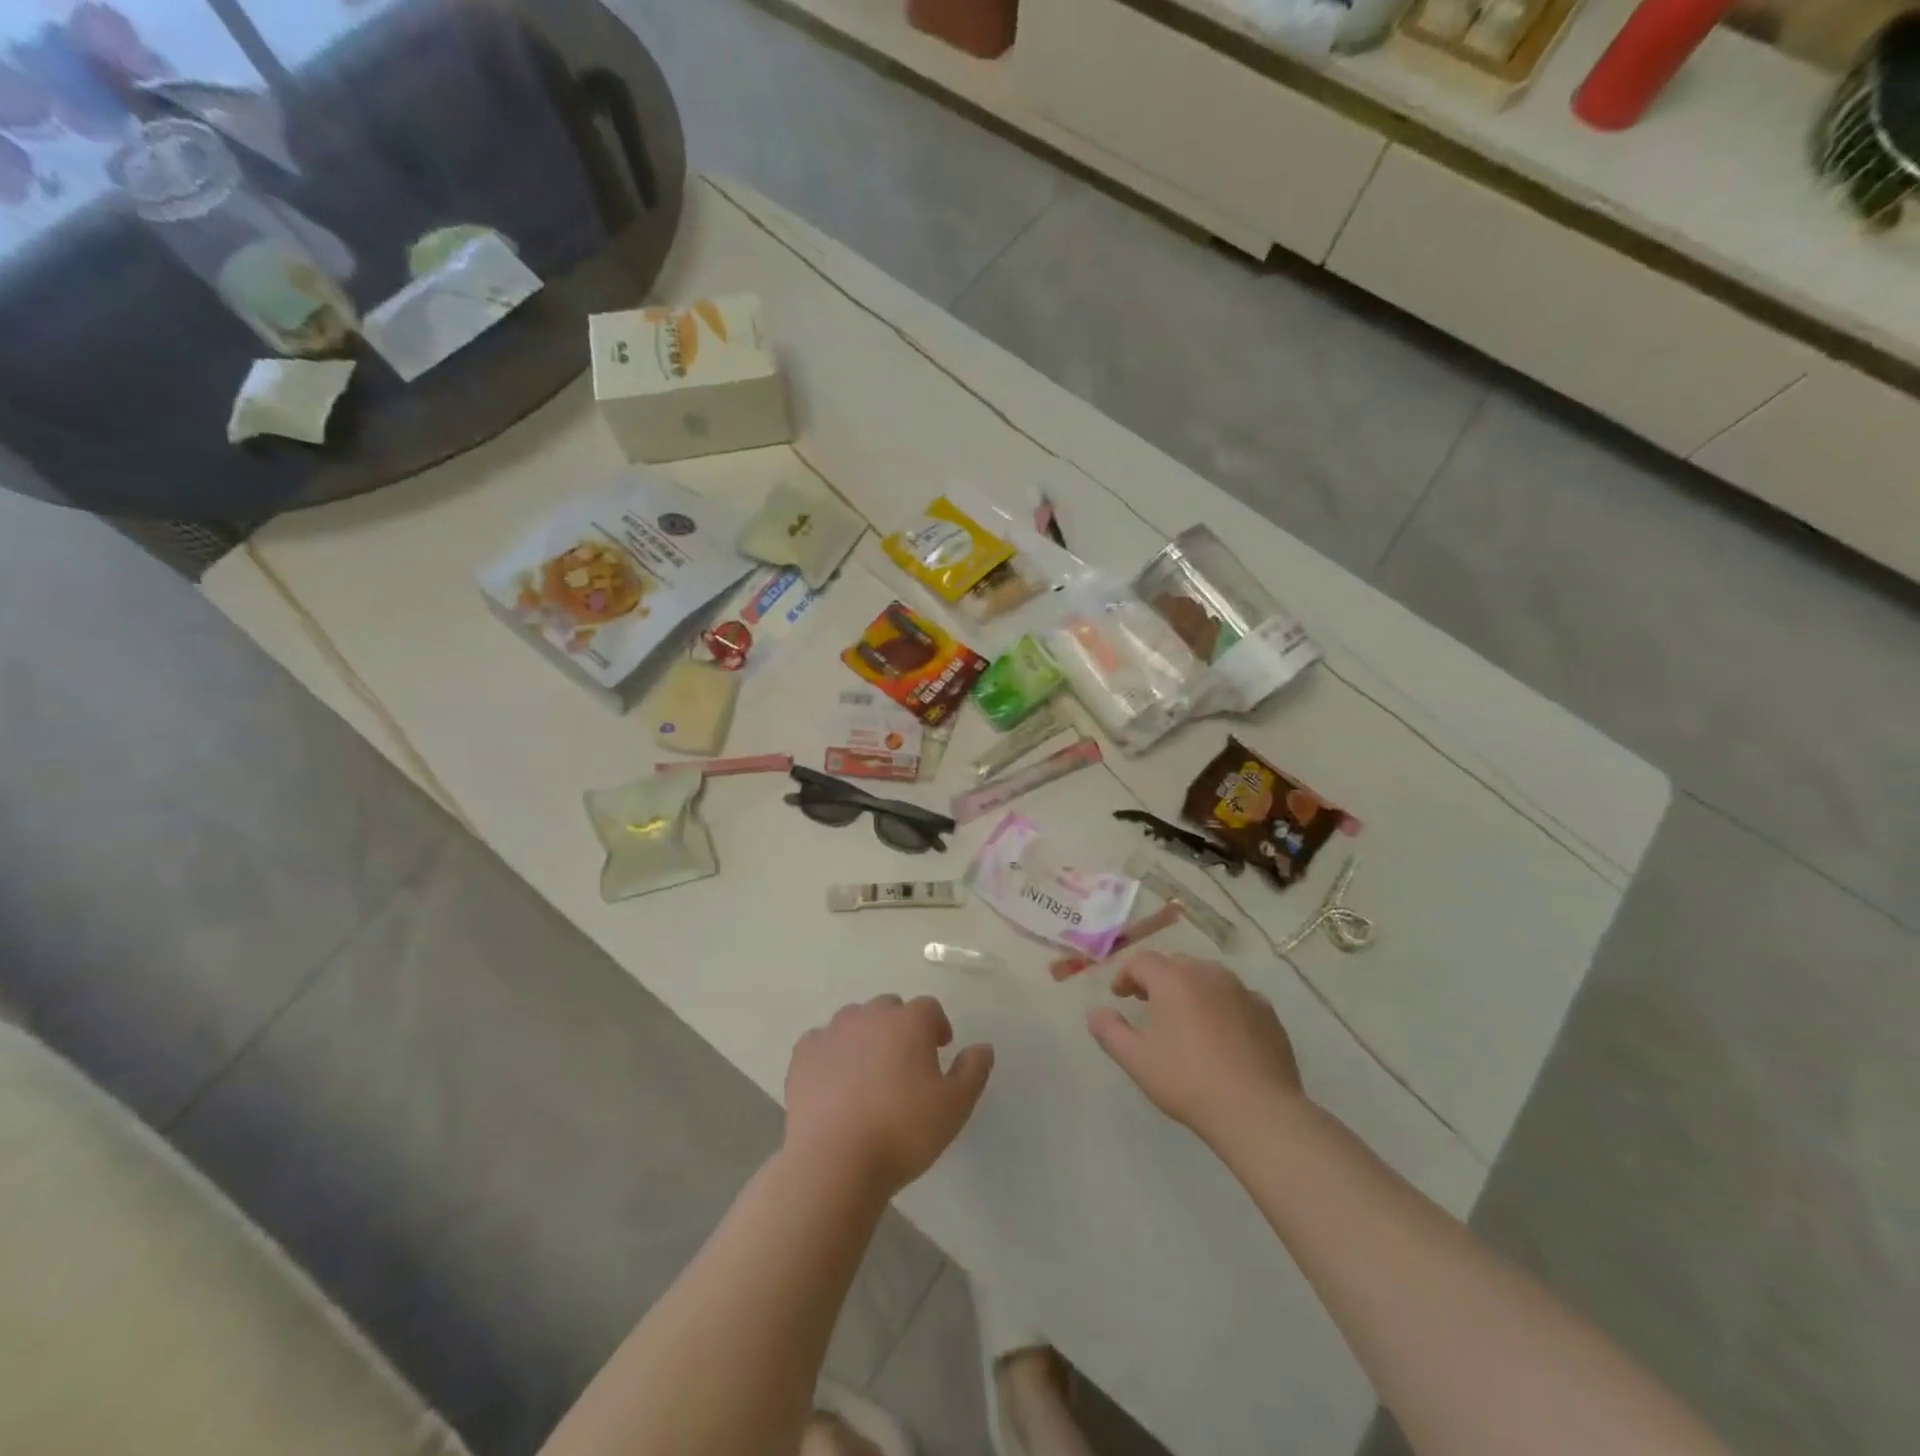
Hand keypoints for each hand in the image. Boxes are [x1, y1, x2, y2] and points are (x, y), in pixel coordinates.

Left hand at [785, 995, 994, 1196]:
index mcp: (909, 1021)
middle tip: (905, 1063)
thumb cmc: (903, 1131)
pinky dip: (832, 1054)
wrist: (834, 1160)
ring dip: (865, 1037)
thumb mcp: (955, 1107)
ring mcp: (833, 1031)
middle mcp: (871, 1015)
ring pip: (855, 1021)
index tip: (939, 1051)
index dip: (937, 1026)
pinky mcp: (804, 1054)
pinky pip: (822, 1042)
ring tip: (869, 1073)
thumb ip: (973, 1071)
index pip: (929, 1008)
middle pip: (890, 1008)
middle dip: (900, 1028)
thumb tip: (982, 1047)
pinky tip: (834, 1082)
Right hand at [1087, 952, 1305, 1142]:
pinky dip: (1222, 1006)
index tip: (1119, 997)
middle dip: (1157, 979)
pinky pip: (1236, 998)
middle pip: (1175, 964)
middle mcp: (1208, 974)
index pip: (1142, 961)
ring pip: (1208, 977)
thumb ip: (1110, 1031)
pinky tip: (1221, 1034)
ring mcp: (1242, 991)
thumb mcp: (1137, 1060)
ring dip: (1191, 989)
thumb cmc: (1188, 1080)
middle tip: (1147, 1004)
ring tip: (1185, 1018)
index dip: (1125, 975)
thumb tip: (1095, 1012)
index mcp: (1174, 979)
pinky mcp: (1267, 1012)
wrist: (1257, 1110)